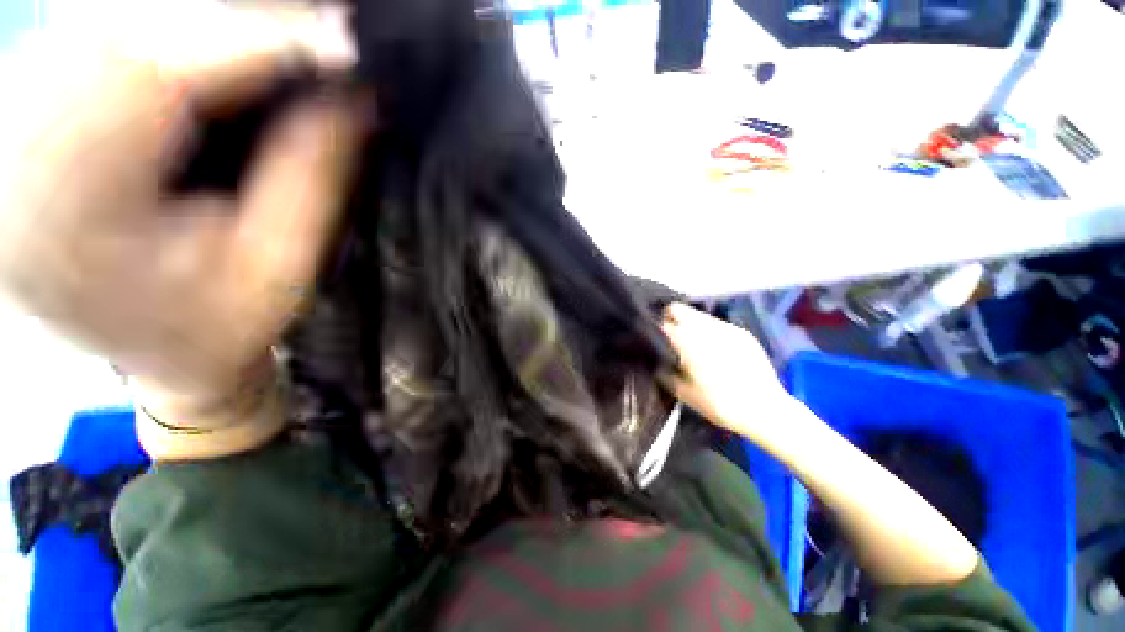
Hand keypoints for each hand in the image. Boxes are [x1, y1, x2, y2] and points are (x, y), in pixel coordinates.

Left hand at [0, 0, 364, 417]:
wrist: (157, 350)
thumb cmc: (222, 327)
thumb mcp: (281, 266)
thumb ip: (312, 174)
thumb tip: (351, 89)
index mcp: (66, 214)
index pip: (156, 72)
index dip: (260, 40)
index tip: (344, 40)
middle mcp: (17, 151)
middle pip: (126, 24)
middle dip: (240, 16)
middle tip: (321, 23)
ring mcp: (15, 121)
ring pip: (114, 16)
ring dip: (211, 15)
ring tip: (287, 30)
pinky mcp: (34, 105)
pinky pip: (105, 29)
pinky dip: (176, 24)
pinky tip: (229, 39)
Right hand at [660, 303, 790, 438]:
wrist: (766, 410)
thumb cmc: (719, 404)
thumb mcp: (683, 393)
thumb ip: (665, 373)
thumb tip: (656, 361)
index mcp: (687, 342)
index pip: (662, 323)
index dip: (654, 330)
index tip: (652, 339)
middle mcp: (705, 328)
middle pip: (678, 309)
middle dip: (670, 318)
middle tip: (669, 336)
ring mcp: (726, 328)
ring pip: (698, 315)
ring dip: (690, 324)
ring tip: (692, 343)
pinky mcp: (742, 333)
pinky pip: (717, 324)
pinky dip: (709, 331)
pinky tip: (714, 349)